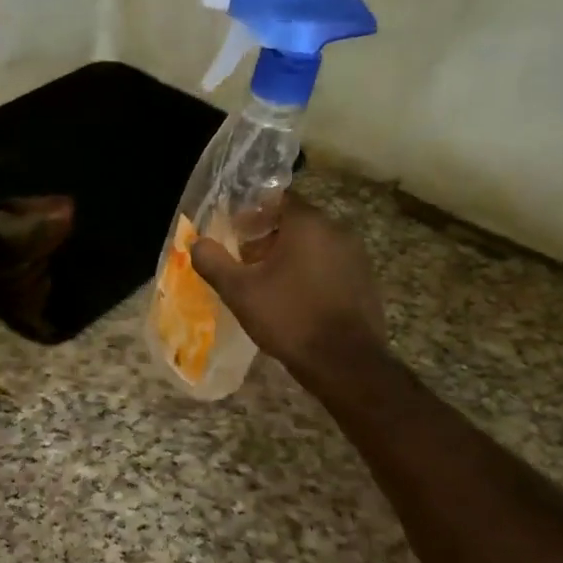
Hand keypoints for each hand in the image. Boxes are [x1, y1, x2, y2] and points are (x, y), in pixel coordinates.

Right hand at [190, 196, 384, 375]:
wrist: (345, 363)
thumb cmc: (288, 318)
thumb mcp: (239, 291)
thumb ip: (213, 262)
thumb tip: (197, 243)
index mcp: (308, 223)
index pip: (278, 199)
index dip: (253, 213)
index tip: (235, 232)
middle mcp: (338, 230)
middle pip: (297, 222)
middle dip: (269, 236)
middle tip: (246, 260)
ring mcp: (356, 257)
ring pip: (315, 245)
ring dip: (291, 256)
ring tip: (268, 282)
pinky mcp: (366, 282)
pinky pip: (331, 266)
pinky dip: (311, 274)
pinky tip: (296, 300)